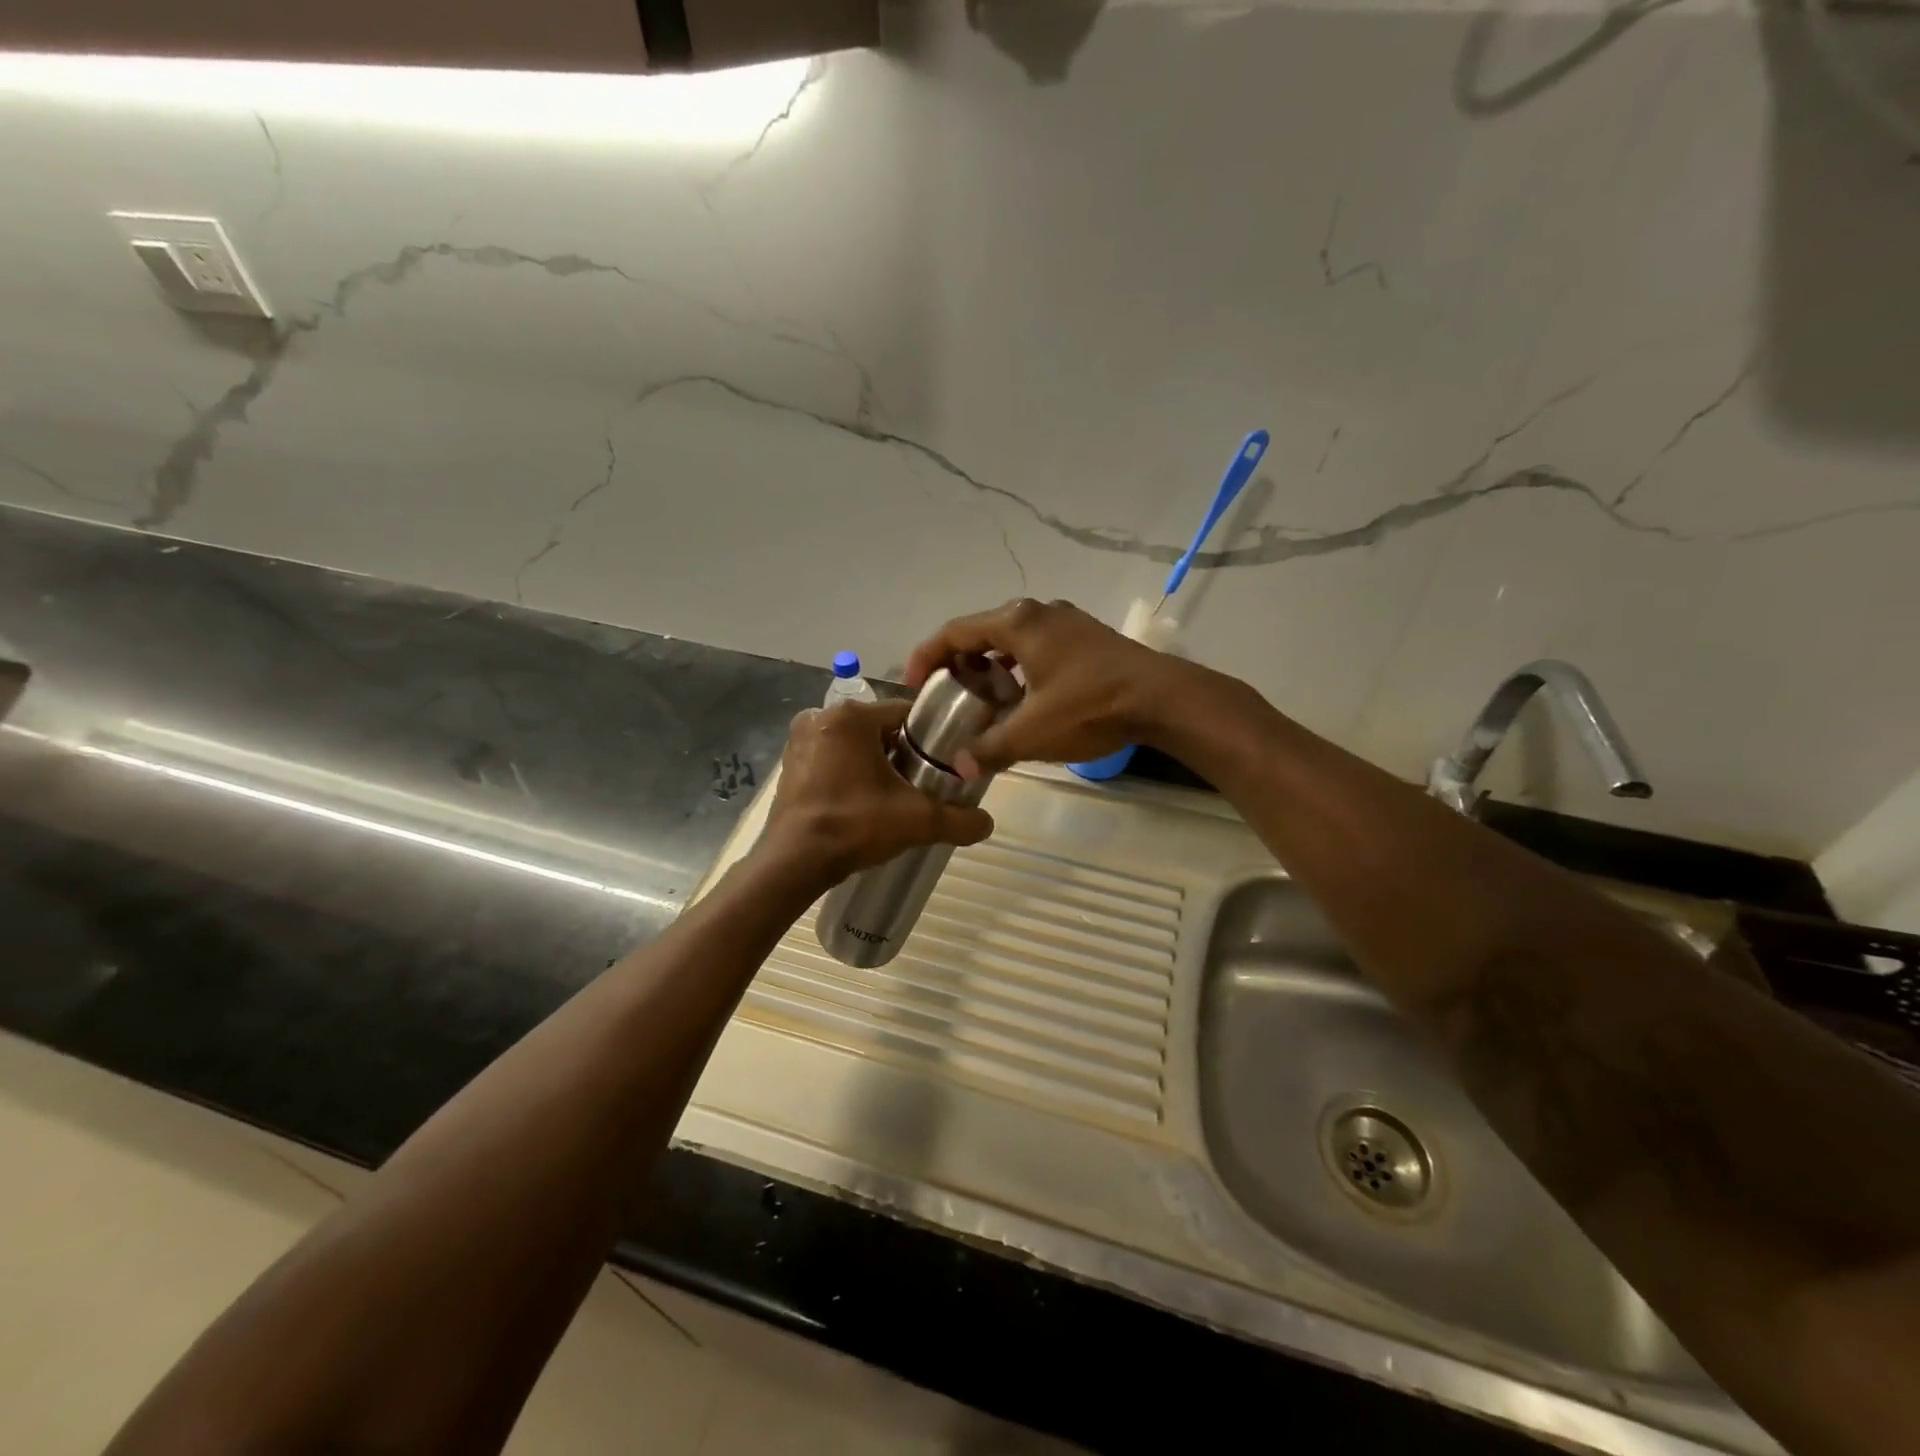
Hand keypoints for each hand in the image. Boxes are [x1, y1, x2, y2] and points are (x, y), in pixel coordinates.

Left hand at [759, 698, 994, 886]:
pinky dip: (848, 774)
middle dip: (901, 753)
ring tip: (893, 797)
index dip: (929, 738)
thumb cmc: (855, 825)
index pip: (905, 713)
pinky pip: (831, 759)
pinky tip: (861, 802)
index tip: (943, 763)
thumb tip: (987, 823)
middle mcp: (820, 717)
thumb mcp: (917, 821)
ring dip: (873, 764)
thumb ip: (959, 820)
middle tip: (920, 785)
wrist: (795, 862)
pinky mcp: (789, 765)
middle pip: (879, 729)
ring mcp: (799, 741)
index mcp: (851, 716)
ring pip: (854, 745)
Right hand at [905, 599, 1187, 774]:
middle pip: (982, 632)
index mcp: (1017, 623)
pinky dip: (1019, 667)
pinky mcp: (1087, 636)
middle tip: (948, 695)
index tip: (914, 685)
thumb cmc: (1090, 708)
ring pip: (1012, 639)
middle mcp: (1038, 612)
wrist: (1163, 699)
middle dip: (959, 662)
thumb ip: (990, 748)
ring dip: (991, 665)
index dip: (926, 656)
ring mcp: (1066, 621)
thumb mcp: (1033, 733)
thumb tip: (959, 766)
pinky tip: (1024, 697)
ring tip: (983, 698)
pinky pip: (1037, 646)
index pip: (954, 631)